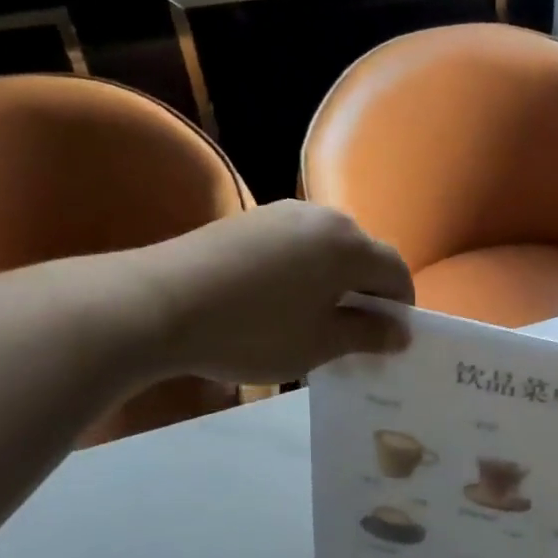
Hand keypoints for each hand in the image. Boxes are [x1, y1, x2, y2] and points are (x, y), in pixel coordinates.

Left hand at [126, 202, 413, 383]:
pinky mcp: (249, 219)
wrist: (157, 303)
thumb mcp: (320, 344)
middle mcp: (323, 217)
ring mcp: (282, 213)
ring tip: (312, 319)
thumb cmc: (254, 330)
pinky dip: (302, 271)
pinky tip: (277, 302)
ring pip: (327, 249)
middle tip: (352, 333)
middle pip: (362, 255)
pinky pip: (295, 245)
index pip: (396, 272)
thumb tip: (399, 332)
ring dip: (333, 282)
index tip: (388, 340)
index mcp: (350, 245)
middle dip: (366, 293)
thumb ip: (367, 335)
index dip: (400, 308)